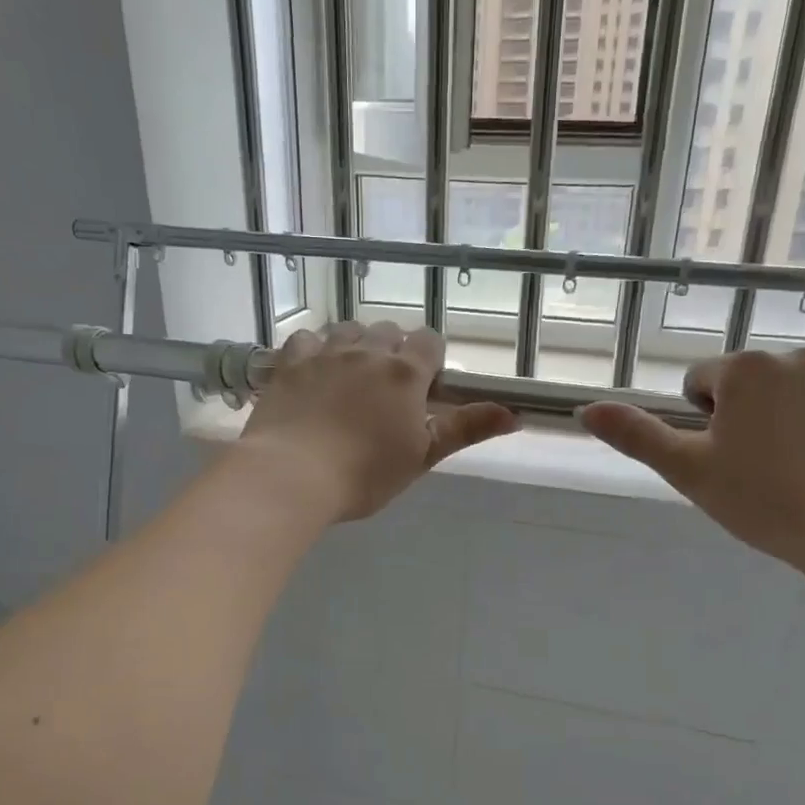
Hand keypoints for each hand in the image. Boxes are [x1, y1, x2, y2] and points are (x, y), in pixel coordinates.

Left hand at [240, 322, 517, 521]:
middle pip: (389, 331)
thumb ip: (465, 429)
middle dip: (394, 351)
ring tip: (351, 377)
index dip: (431, 359)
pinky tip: (313, 372)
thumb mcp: (422, 455)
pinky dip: (315, 349)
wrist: (293, 475)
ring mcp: (325, 352)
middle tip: (387, 389)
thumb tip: (515, 415)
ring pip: (348, 330)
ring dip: (356, 345)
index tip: (424, 386)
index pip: (430, 342)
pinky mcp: (289, 362)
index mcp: (406, 374)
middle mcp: (368, 352)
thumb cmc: (365, 474)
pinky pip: (307, 339)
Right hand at [578, 347, 804, 573]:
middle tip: (766, 470)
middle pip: (760, 384)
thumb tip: (586, 409)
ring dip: (803, 417)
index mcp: (745, 370)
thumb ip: (636, 435)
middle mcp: (800, 355)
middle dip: (757, 416)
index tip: (726, 461)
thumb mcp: (686, 471)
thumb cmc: (760, 500)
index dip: (708, 424)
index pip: (705, 383)